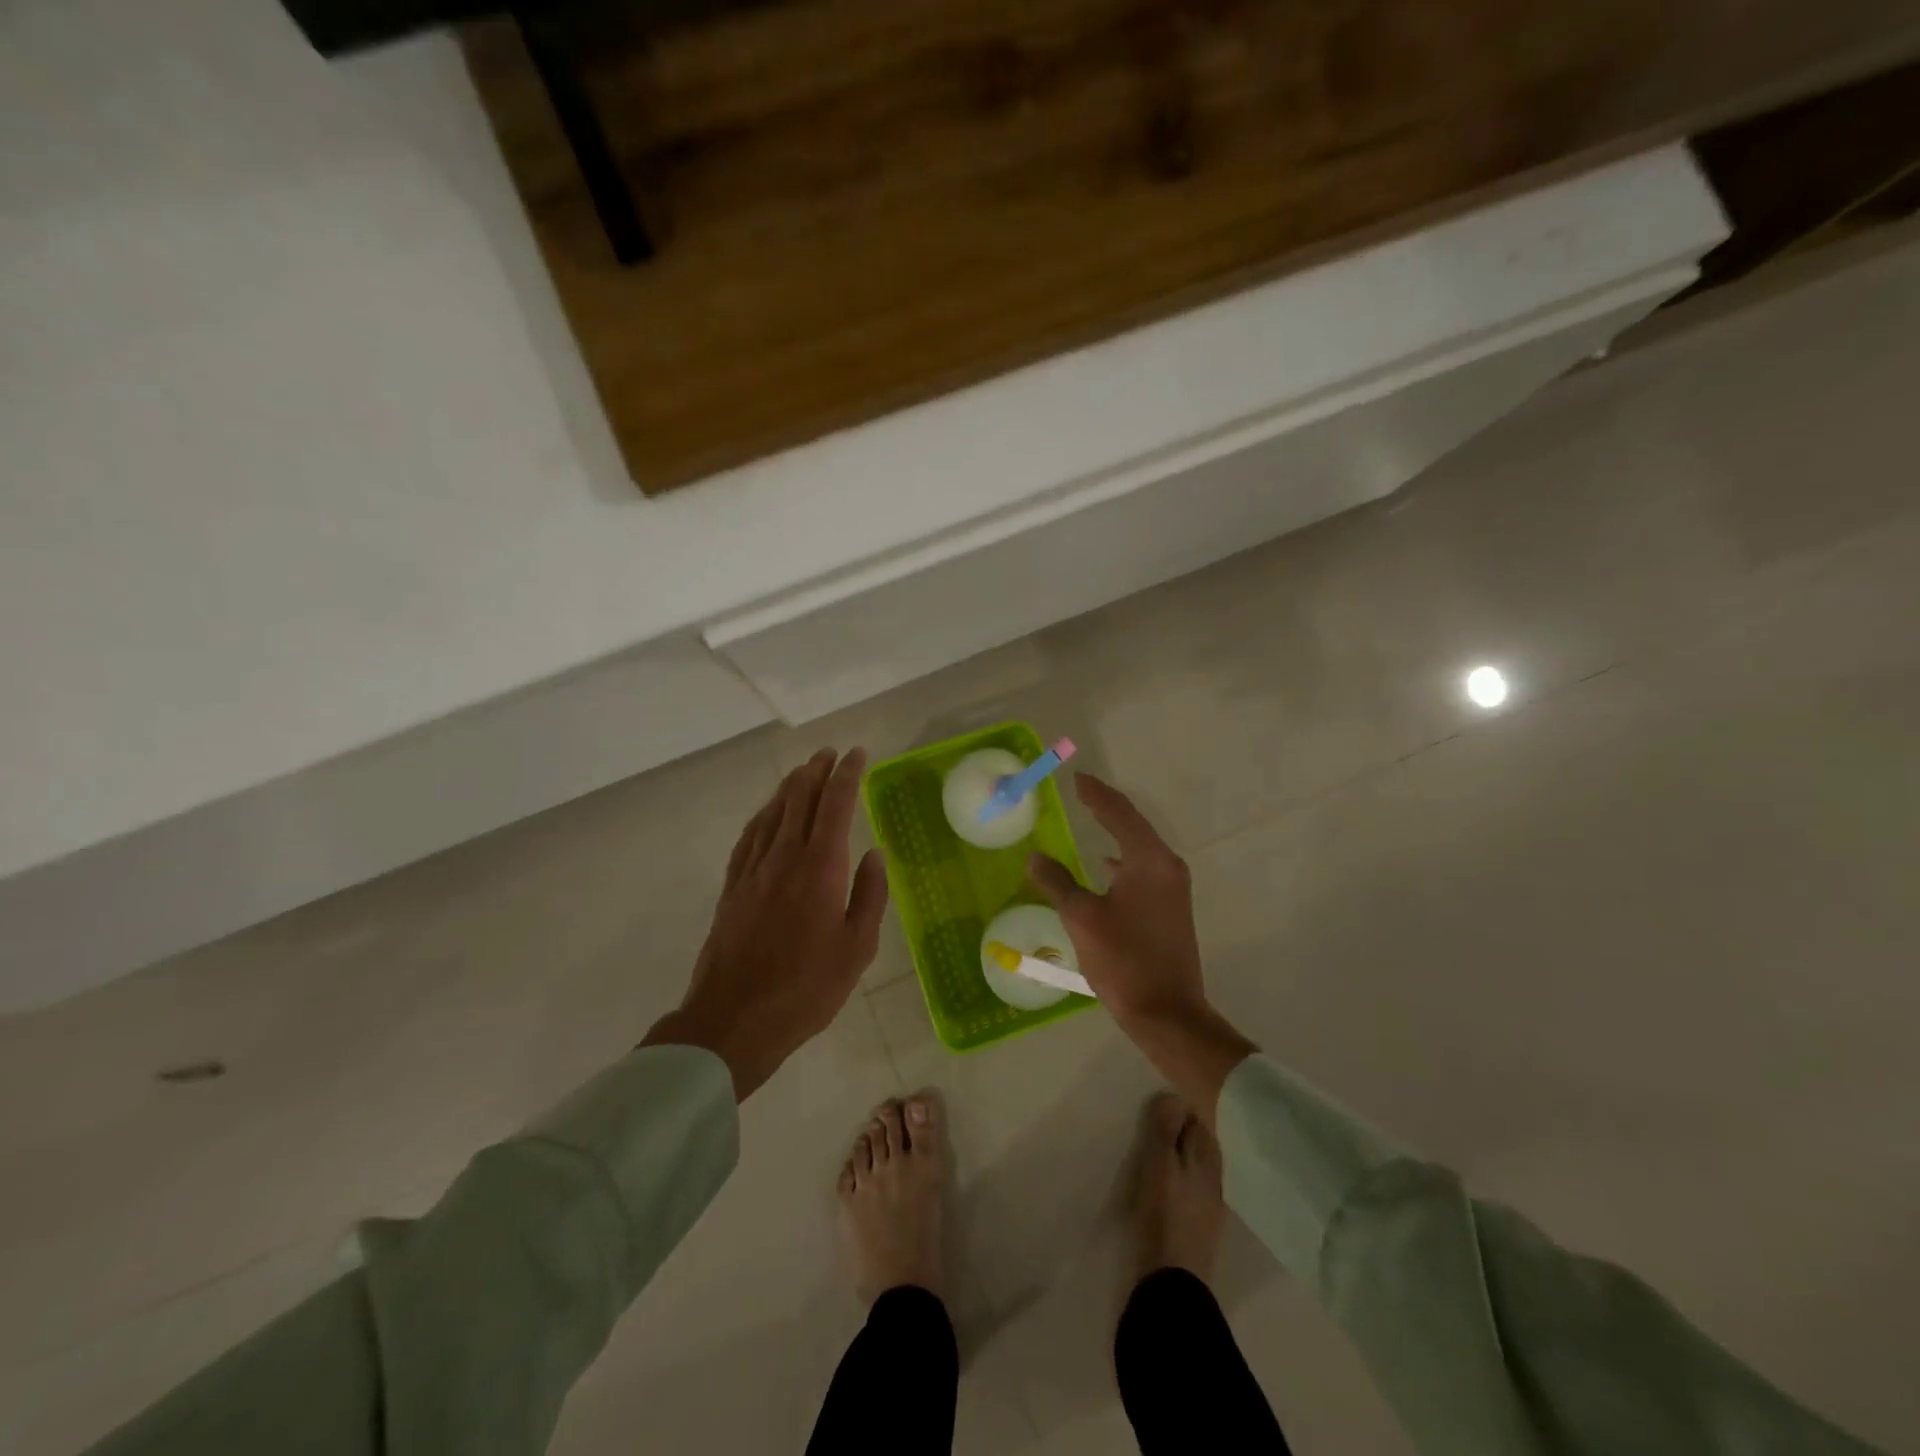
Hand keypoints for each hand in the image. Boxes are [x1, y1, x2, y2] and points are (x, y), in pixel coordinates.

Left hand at [643, 748, 888, 1098]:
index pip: (836, 804)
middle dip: (817, 770)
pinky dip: (763, 815)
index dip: (849, 775)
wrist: (734, 1019)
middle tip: (830, 753)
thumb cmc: (807, 988)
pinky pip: (749, 836)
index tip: (859, 754)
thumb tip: (874, 854)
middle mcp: (785, 856)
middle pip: (800, 798)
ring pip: (772, 812)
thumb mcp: (857, 948)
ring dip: (790, 787)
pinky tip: (768, 813)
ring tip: (803, 772)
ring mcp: (753, 870)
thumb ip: (869, 896)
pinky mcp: (732, 887)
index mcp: (821, 868)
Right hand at [1028, 772, 1255, 1119]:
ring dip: (1116, 831)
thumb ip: (1057, 882)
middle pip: (1134, 825)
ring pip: (1140, 847)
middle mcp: (1167, 866)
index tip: (1077, 778)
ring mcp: (1174, 888)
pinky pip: (1144, 868)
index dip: (1096, 793)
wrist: (1168, 1012)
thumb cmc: (1124, 960)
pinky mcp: (1172, 907)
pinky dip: (1123, 858)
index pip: (1119, 813)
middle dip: (1107, 807)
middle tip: (1082, 792)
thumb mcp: (1082, 918)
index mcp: (1149, 860)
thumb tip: (1036, 857)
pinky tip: (1106, 867)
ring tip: (1091, 818)